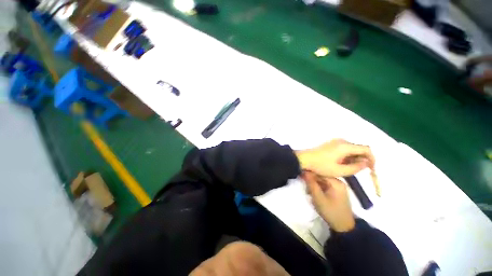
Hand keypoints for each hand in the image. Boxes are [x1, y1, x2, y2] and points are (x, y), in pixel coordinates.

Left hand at [295, 139, 374, 177]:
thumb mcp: (339, 171)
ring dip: (354, 158)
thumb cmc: (321, 166)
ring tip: (348, 169)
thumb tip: (366, 163)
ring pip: (351, 149)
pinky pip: (344, 149)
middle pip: (359, 149)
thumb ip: (356, 167)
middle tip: (357, 171)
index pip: (366, 149)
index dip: (372, 159)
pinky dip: (347, 156)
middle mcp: (342, 141)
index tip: (370, 169)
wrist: (304, 159)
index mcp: (345, 146)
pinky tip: (341, 164)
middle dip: (362, 160)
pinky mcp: (331, 144)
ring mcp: (335, 142)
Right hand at [303, 171, 354, 231]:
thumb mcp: (318, 197)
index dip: (309, 173)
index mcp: (336, 182)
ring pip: (322, 181)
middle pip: (321, 176)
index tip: (301, 176)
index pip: (320, 171)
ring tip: (308, 191)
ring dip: (314, 184)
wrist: (343, 226)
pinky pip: (325, 185)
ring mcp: (338, 186)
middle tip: (305, 186)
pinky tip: (314, 193)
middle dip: (311, 180)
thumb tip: (304, 171)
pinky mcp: (337, 191)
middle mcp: (338, 181)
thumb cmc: (330, 211)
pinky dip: (318, 188)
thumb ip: (311, 183)